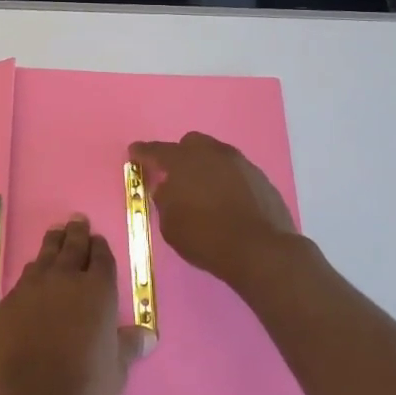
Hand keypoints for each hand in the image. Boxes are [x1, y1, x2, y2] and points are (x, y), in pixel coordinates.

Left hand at [0, 216, 150, 394]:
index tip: (98, 240)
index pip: (101, 258)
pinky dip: (34, 270)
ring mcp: (32, 288)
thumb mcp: (116, 369)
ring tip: (56, 234)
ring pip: (45, 255)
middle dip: (76, 232)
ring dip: (53, 243)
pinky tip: (34, 273)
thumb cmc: (84, 388)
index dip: (100, 247)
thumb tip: (148, 335)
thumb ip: (128, 345)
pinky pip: (25, 277)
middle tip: (77, 220)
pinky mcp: (8, 302)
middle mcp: (65, 279)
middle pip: (72, 246)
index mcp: (97, 291)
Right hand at [127, 132, 301, 287]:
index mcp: (183, 161)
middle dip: (180, 155)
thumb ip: (164, 200)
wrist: (260, 251)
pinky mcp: (261, 178)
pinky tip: (227, 201)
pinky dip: (227, 181)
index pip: (156, 151)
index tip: (134, 153)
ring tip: (204, 190)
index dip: (142, 152)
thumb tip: (168, 189)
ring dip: (206, 167)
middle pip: (191, 144)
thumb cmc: (205, 237)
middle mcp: (211, 153)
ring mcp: (240, 163)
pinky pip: (236, 172)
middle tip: (176, 176)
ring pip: (216, 155)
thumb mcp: (170, 224)